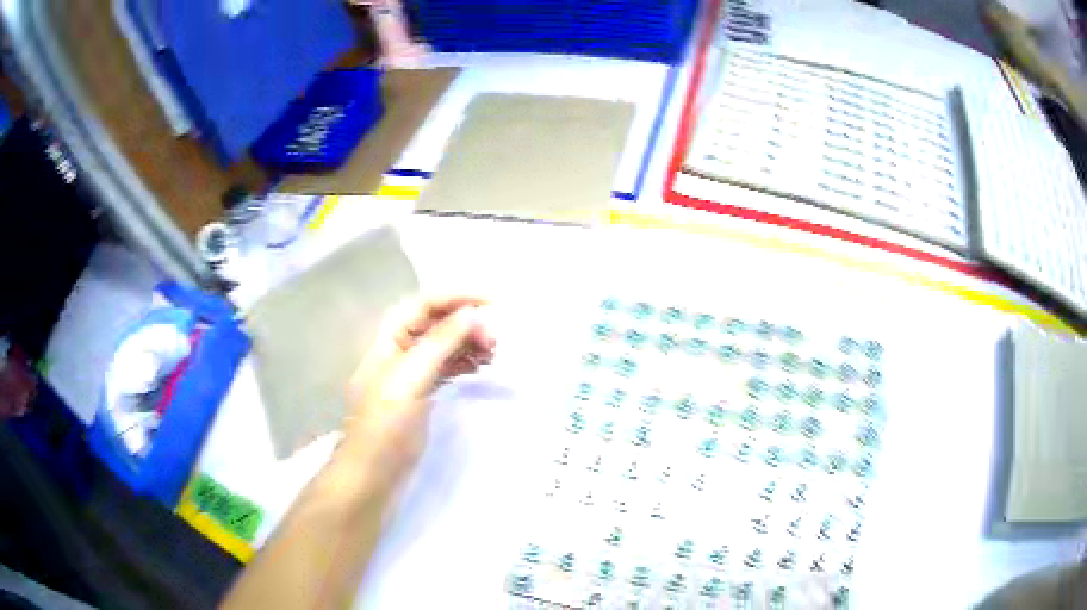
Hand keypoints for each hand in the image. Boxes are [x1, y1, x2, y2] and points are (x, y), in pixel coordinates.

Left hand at [341, 296, 495, 492]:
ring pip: (446, 343)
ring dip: (470, 342)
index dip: (460, 297)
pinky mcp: (422, 392)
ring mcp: (412, 371)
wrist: (373, 472)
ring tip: (493, 354)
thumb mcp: (411, 377)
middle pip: (439, 321)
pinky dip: (466, 361)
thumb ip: (441, 341)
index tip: (495, 302)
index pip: (428, 302)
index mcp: (391, 337)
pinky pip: (448, 365)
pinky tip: (481, 366)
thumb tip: (472, 313)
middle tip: (495, 341)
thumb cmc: (386, 423)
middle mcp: (401, 348)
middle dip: (468, 323)